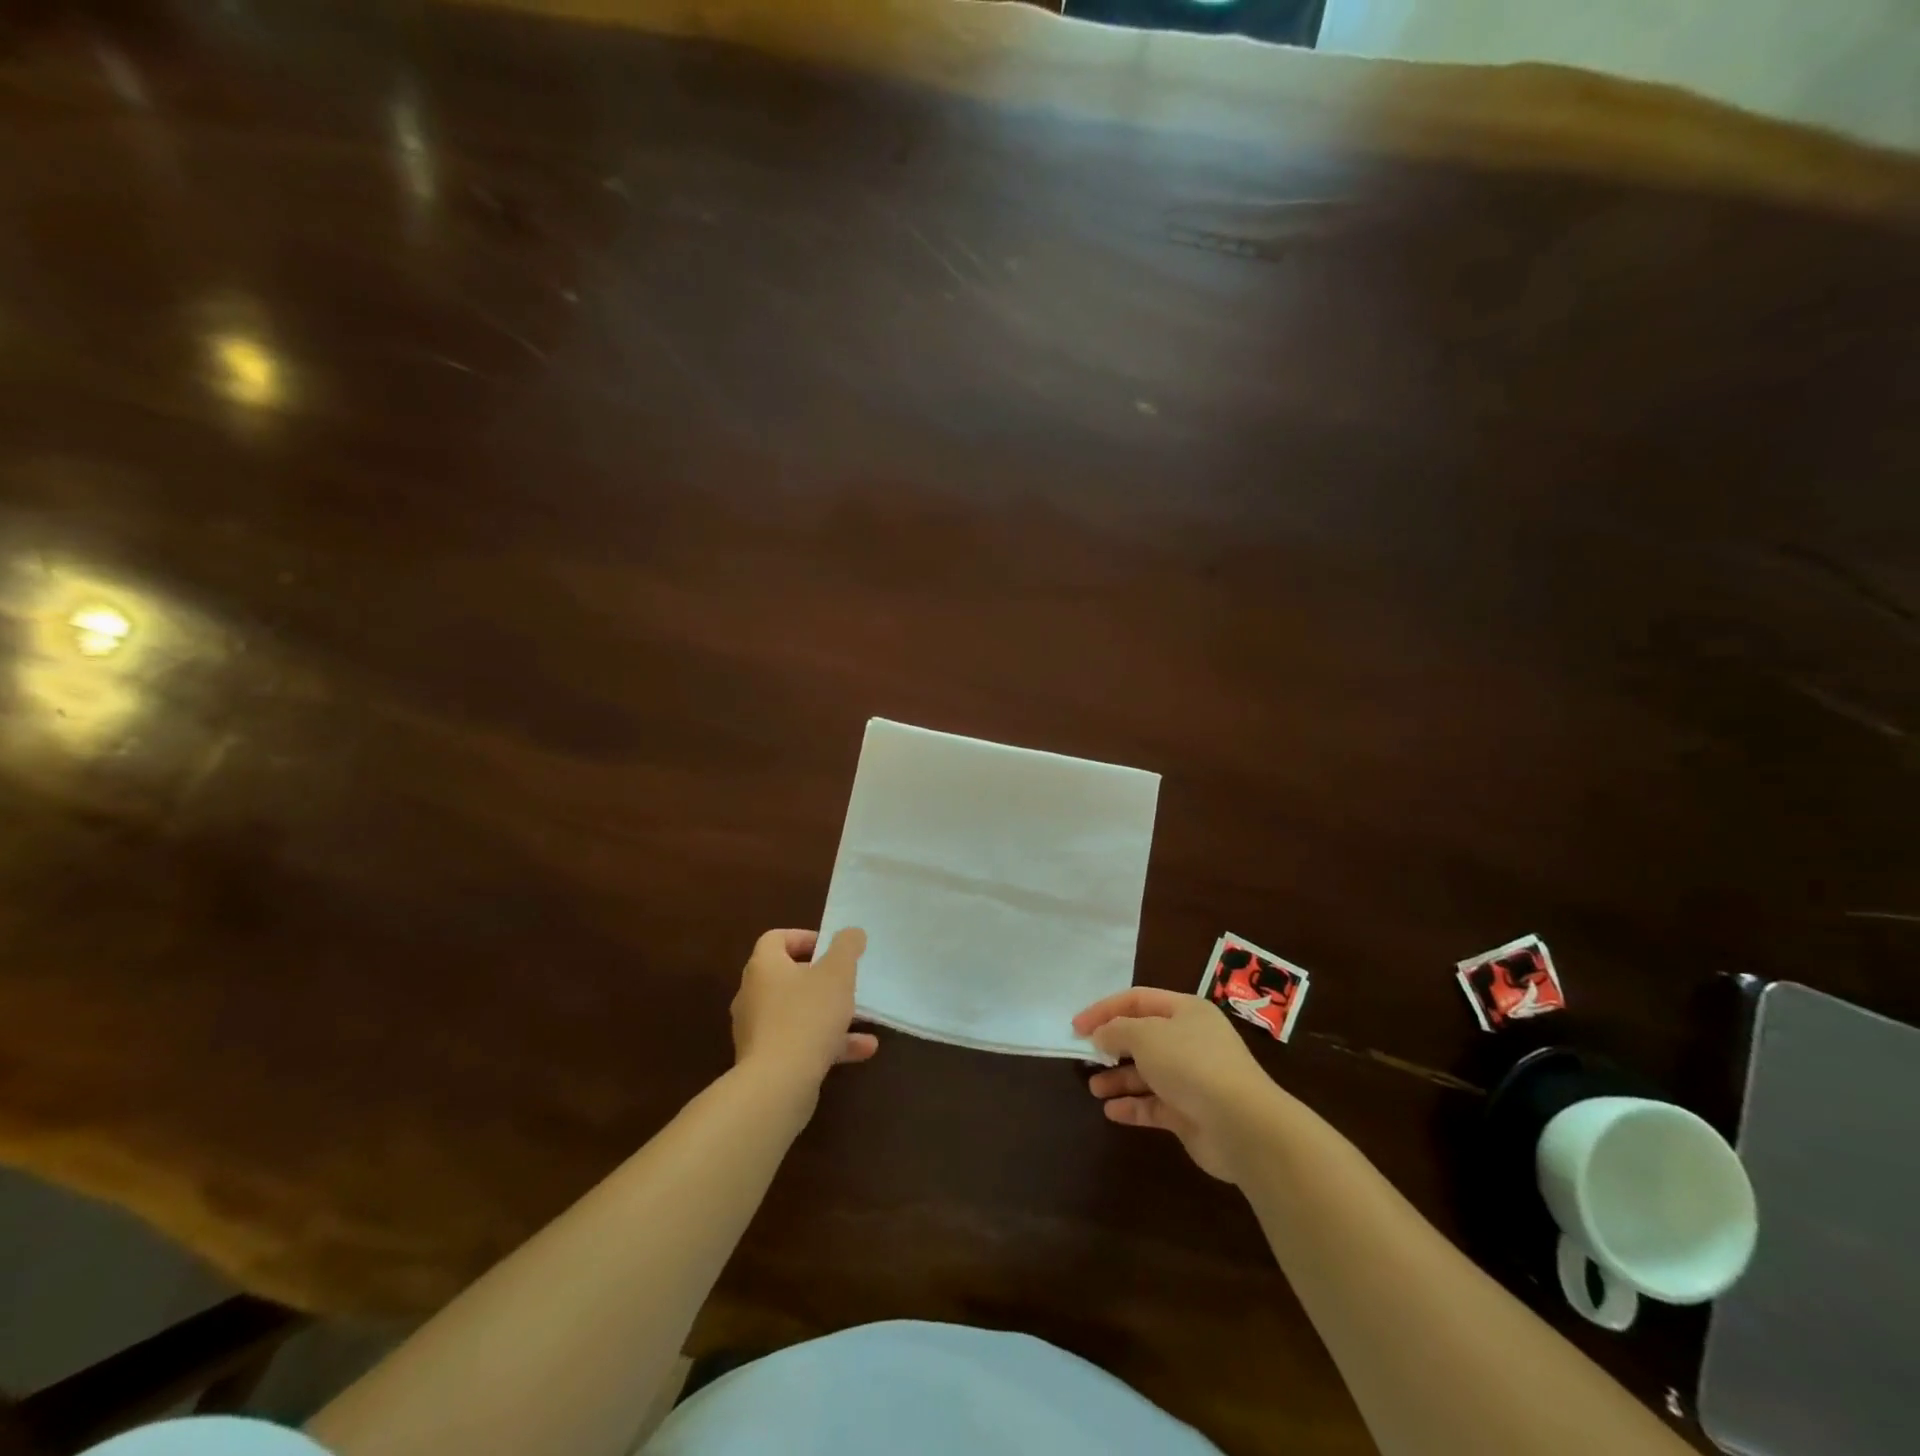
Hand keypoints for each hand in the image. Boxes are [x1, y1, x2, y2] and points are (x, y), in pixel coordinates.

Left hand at [731, 928, 878, 1090]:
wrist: (778, 1085)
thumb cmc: (807, 1016)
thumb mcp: (837, 974)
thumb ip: (846, 948)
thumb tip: (851, 932)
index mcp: (764, 967)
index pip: (776, 939)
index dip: (805, 938)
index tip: (832, 949)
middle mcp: (753, 995)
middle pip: (787, 976)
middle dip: (821, 979)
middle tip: (845, 981)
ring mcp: (757, 1031)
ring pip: (797, 1013)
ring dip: (830, 1014)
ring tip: (862, 1019)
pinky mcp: (765, 1062)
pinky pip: (799, 1042)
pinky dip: (827, 1042)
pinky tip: (861, 1051)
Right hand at [1074, 988, 1285, 1182]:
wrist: (1242, 1125)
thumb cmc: (1191, 1064)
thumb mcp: (1146, 1036)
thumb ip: (1116, 1031)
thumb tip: (1100, 1035)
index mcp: (1185, 1011)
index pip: (1137, 1000)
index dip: (1104, 1010)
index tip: (1076, 1026)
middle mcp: (1190, 1040)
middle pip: (1143, 1036)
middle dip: (1112, 1045)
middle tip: (1085, 1056)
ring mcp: (1192, 1078)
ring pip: (1147, 1073)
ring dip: (1119, 1079)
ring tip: (1094, 1088)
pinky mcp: (1191, 1113)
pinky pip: (1155, 1105)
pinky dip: (1133, 1107)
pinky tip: (1111, 1112)